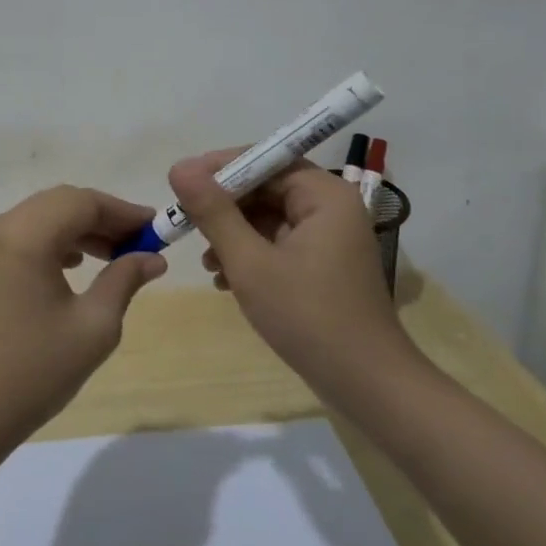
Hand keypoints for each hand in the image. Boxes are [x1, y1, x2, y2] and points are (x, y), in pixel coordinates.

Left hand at [0, 186, 168, 446]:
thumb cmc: (36, 370)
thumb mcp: (93, 326)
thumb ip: (124, 279)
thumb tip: (153, 257)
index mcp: (25, 236)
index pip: (83, 202)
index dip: (124, 212)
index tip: (158, 229)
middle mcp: (2, 227)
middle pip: (62, 202)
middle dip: (105, 217)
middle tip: (142, 242)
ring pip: (45, 215)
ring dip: (83, 228)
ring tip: (118, 255)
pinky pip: (28, 234)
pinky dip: (58, 240)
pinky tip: (79, 265)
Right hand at [168, 151, 414, 398]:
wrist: (366, 386)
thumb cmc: (308, 317)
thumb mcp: (250, 262)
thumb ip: (213, 211)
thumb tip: (179, 166)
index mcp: (324, 194)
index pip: (265, 159)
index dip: (220, 168)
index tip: (181, 184)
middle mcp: (331, 206)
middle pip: (266, 188)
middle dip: (225, 207)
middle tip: (186, 224)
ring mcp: (329, 236)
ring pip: (268, 217)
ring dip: (234, 234)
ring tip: (208, 263)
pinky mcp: (324, 264)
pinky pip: (279, 242)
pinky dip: (251, 254)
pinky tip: (226, 280)